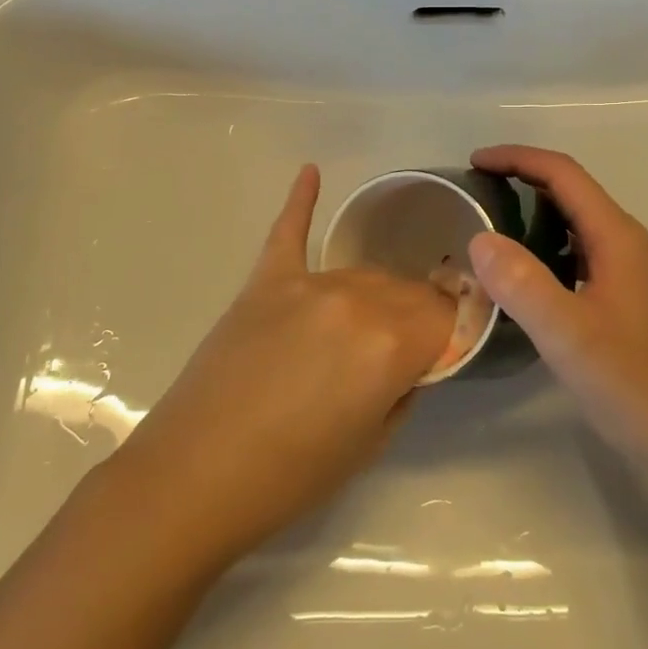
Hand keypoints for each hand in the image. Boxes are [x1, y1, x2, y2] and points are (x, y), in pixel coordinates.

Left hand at [105, 165, 455, 564]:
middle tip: (407, 347)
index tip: (451, 344)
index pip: (445, 316)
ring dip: (375, 295)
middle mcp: (356, 300)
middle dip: (417, 314)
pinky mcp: (264, 281)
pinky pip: (288, 231)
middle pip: (406, 290)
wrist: (193, 477)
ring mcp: (305, 284)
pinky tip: (311, 171)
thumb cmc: (291, 476)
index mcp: (391, 343)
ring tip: (368, 324)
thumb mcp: (372, 443)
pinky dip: (301, 201)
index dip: (453, 330)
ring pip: (362, 272)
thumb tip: (413, 358)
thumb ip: (405, 386)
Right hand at [466, 145, 647, 466]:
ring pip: (579, 226)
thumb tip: (479, 238)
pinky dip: (550, 250)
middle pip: (572, 193)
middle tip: (476, 195)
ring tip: (493, 232)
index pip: (563, 174)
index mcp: (618, 237)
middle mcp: (630, 244)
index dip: (517, 159)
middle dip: (523, 182)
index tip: (473, 163)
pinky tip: (529, 281)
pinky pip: (584, 256)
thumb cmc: (636, 384)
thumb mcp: (568, 334)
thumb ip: (521, 283)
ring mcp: (635, 274)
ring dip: (536, 216)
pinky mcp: (633, 301)